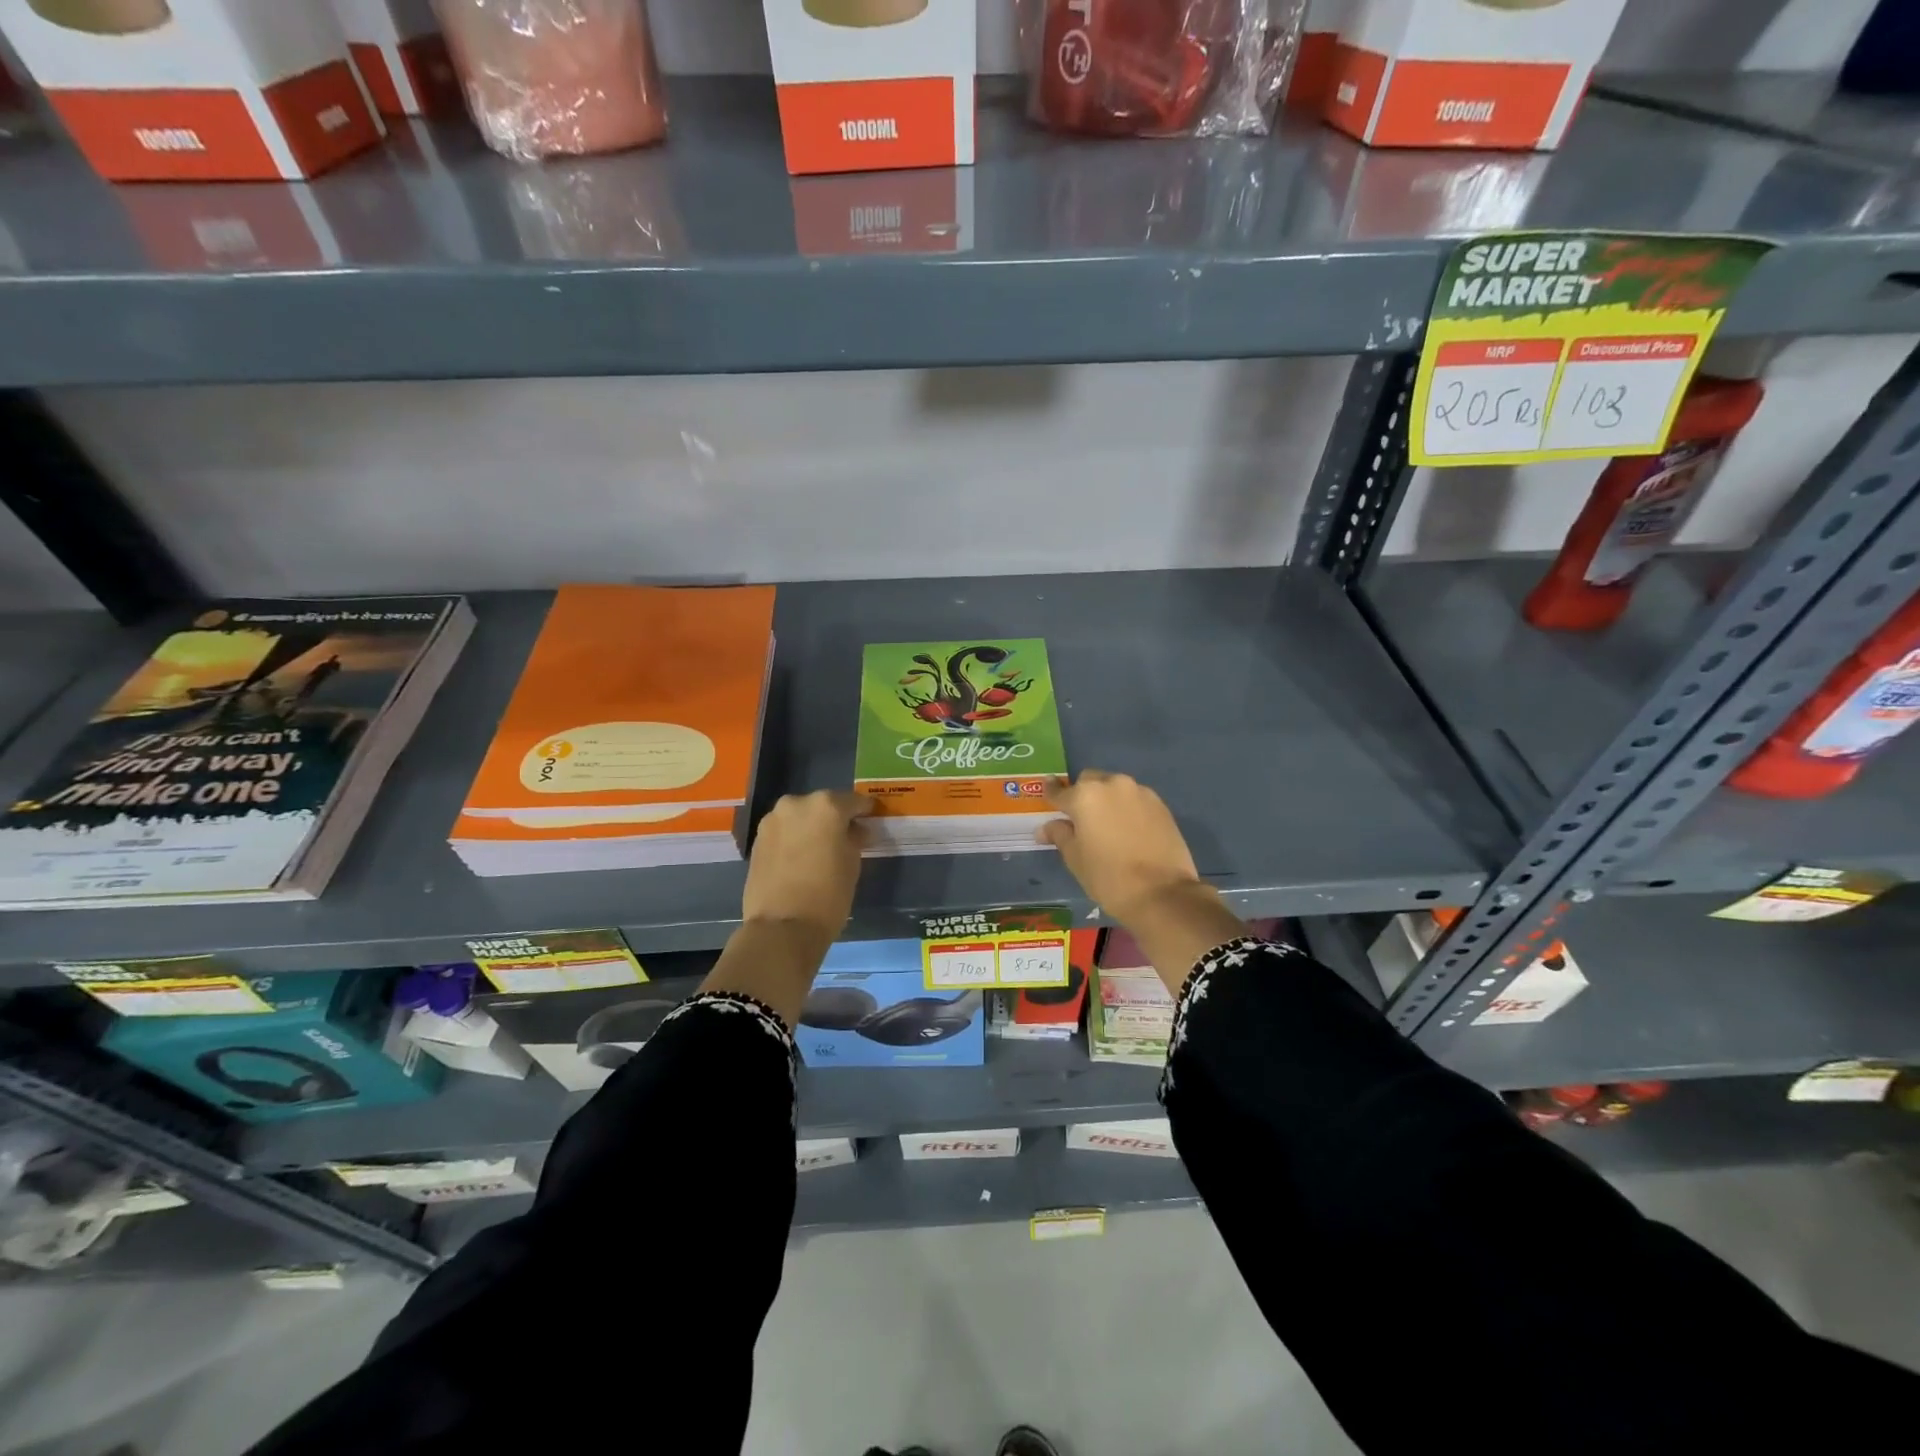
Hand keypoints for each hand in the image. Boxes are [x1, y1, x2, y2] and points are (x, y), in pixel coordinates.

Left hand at [742, 790, 872, 944]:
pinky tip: (801, 858)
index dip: (864, 811)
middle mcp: (796, 804)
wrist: (781, 927)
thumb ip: (855, 838)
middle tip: (845, 837)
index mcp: (826, 805)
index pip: (853, 801)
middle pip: (823, 805)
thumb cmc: (828, 894)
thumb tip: (855, 830)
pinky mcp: (757, 840)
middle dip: (834, 818)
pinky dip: (794, 839)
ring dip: (811, 827)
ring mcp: (772, 820)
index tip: (870, 820)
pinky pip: (783, 832)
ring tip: (821, 850)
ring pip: (800, 817)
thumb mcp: (853, 863)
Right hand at [1041, 770, 1200, 919]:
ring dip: (1107, 800)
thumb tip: (1046, 827)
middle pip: (1090, 781)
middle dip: (1083, 794)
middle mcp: (1112, 785)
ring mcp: (1140, 792)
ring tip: (1108, 825)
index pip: (1060, 791)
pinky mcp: (1161, 805)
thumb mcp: (1075, 858)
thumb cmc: (1108, 877)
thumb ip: (1060, 835)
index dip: (1051, 791)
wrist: (1162, 893)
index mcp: (1085, 796)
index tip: (1047, 787)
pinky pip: (1135, 799)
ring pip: (1115, 788)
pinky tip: (1129, 830)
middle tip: (1081, 818)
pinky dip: (1127, 808)